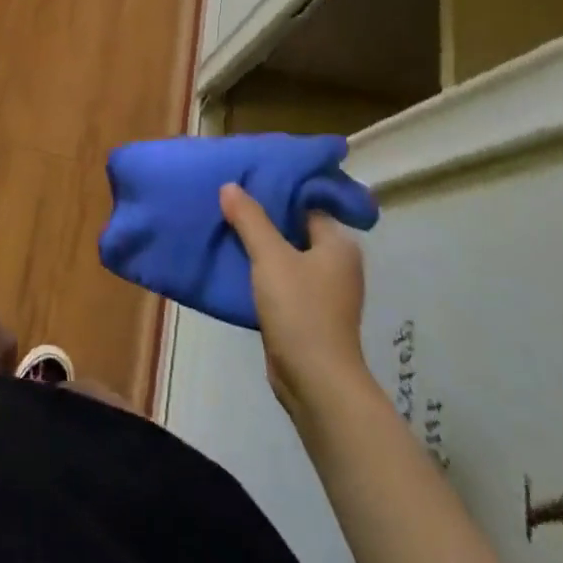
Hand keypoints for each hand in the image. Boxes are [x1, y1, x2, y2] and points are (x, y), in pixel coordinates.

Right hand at [220, 183, 369, 427]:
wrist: (314, 380)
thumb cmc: (300, 309)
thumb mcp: (270, 257)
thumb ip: (250, 219)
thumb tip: (230, 186)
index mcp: (338, 244)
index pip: (306, 205)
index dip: (277, 192)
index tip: (245, 181)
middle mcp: (336, 264)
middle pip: (294, 229)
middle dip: (262, 219)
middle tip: (228, 201)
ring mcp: (323, 291)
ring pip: (285, 256)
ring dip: (259, 246)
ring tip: (224, 227)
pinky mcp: (306, 313)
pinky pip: (280, 280)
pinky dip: (260, 272)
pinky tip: (233, 264)